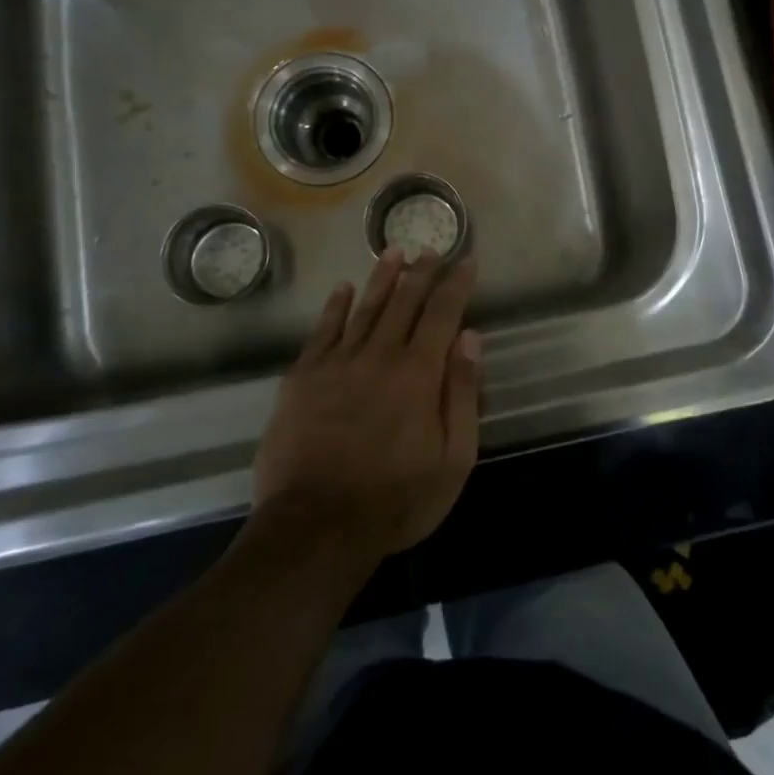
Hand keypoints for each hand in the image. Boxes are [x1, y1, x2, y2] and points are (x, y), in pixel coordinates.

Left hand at [253, 250, 481, 561]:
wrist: (316, 526)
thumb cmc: (396, 499)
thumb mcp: (453, 458)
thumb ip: (462, 394)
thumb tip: (470, 337)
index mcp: (419, 372)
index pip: (442, 313)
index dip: (456, 284)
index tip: (466, 260)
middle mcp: (379, 355)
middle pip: (404, 301)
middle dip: (421, 271)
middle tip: (431, 248)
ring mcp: (337, 363)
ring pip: (365, 307)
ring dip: (382, 276)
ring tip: (393, 250)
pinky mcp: (303, 378)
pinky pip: (323, 330)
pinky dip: (335, 306)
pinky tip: (343, 288)